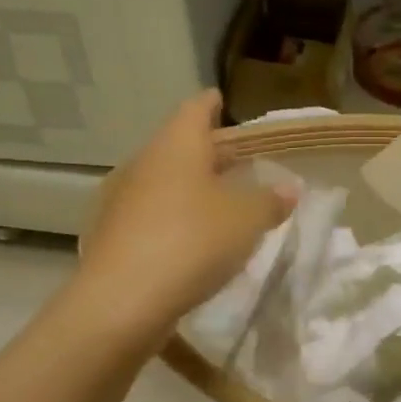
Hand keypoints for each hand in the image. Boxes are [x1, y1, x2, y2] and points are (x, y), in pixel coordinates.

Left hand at [74, 92, 291, 347]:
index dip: (211, 105)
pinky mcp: (112, 236)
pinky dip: (172, 218)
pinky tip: (189, 240)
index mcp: (176, 146)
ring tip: (218, 204)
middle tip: (237, 161)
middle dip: (207, 153)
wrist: (123, 301)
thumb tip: (288, 189)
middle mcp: (143, 164)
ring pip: (162, 182)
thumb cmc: (192, 242)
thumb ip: (270, 201)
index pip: (195, 110)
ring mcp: (121, 201)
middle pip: (178, 147)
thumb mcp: (247, 221)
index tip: (221, 101)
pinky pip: (150, 216)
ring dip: (189, 189)